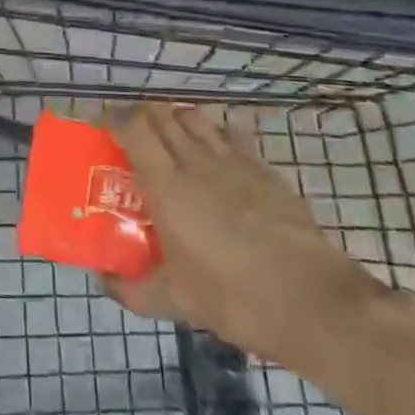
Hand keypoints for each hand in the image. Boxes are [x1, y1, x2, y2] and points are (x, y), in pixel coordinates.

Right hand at [105, 104, 391, 379]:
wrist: (312, 301)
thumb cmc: (234, 297)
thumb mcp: (175, 301)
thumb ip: (132, 289)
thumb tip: (104, 281)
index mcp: (167, 184)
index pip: (133, 127)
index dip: (114, 117)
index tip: (102, 126)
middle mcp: (196, 161)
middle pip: (163, 113)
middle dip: (142, 115)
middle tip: (133, 135)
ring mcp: (235, 161)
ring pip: (197, 117)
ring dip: (177, 119)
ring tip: (172, 140)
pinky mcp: (266, 170)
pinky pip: (234, 135)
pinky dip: (217, 134)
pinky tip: (218, 154)